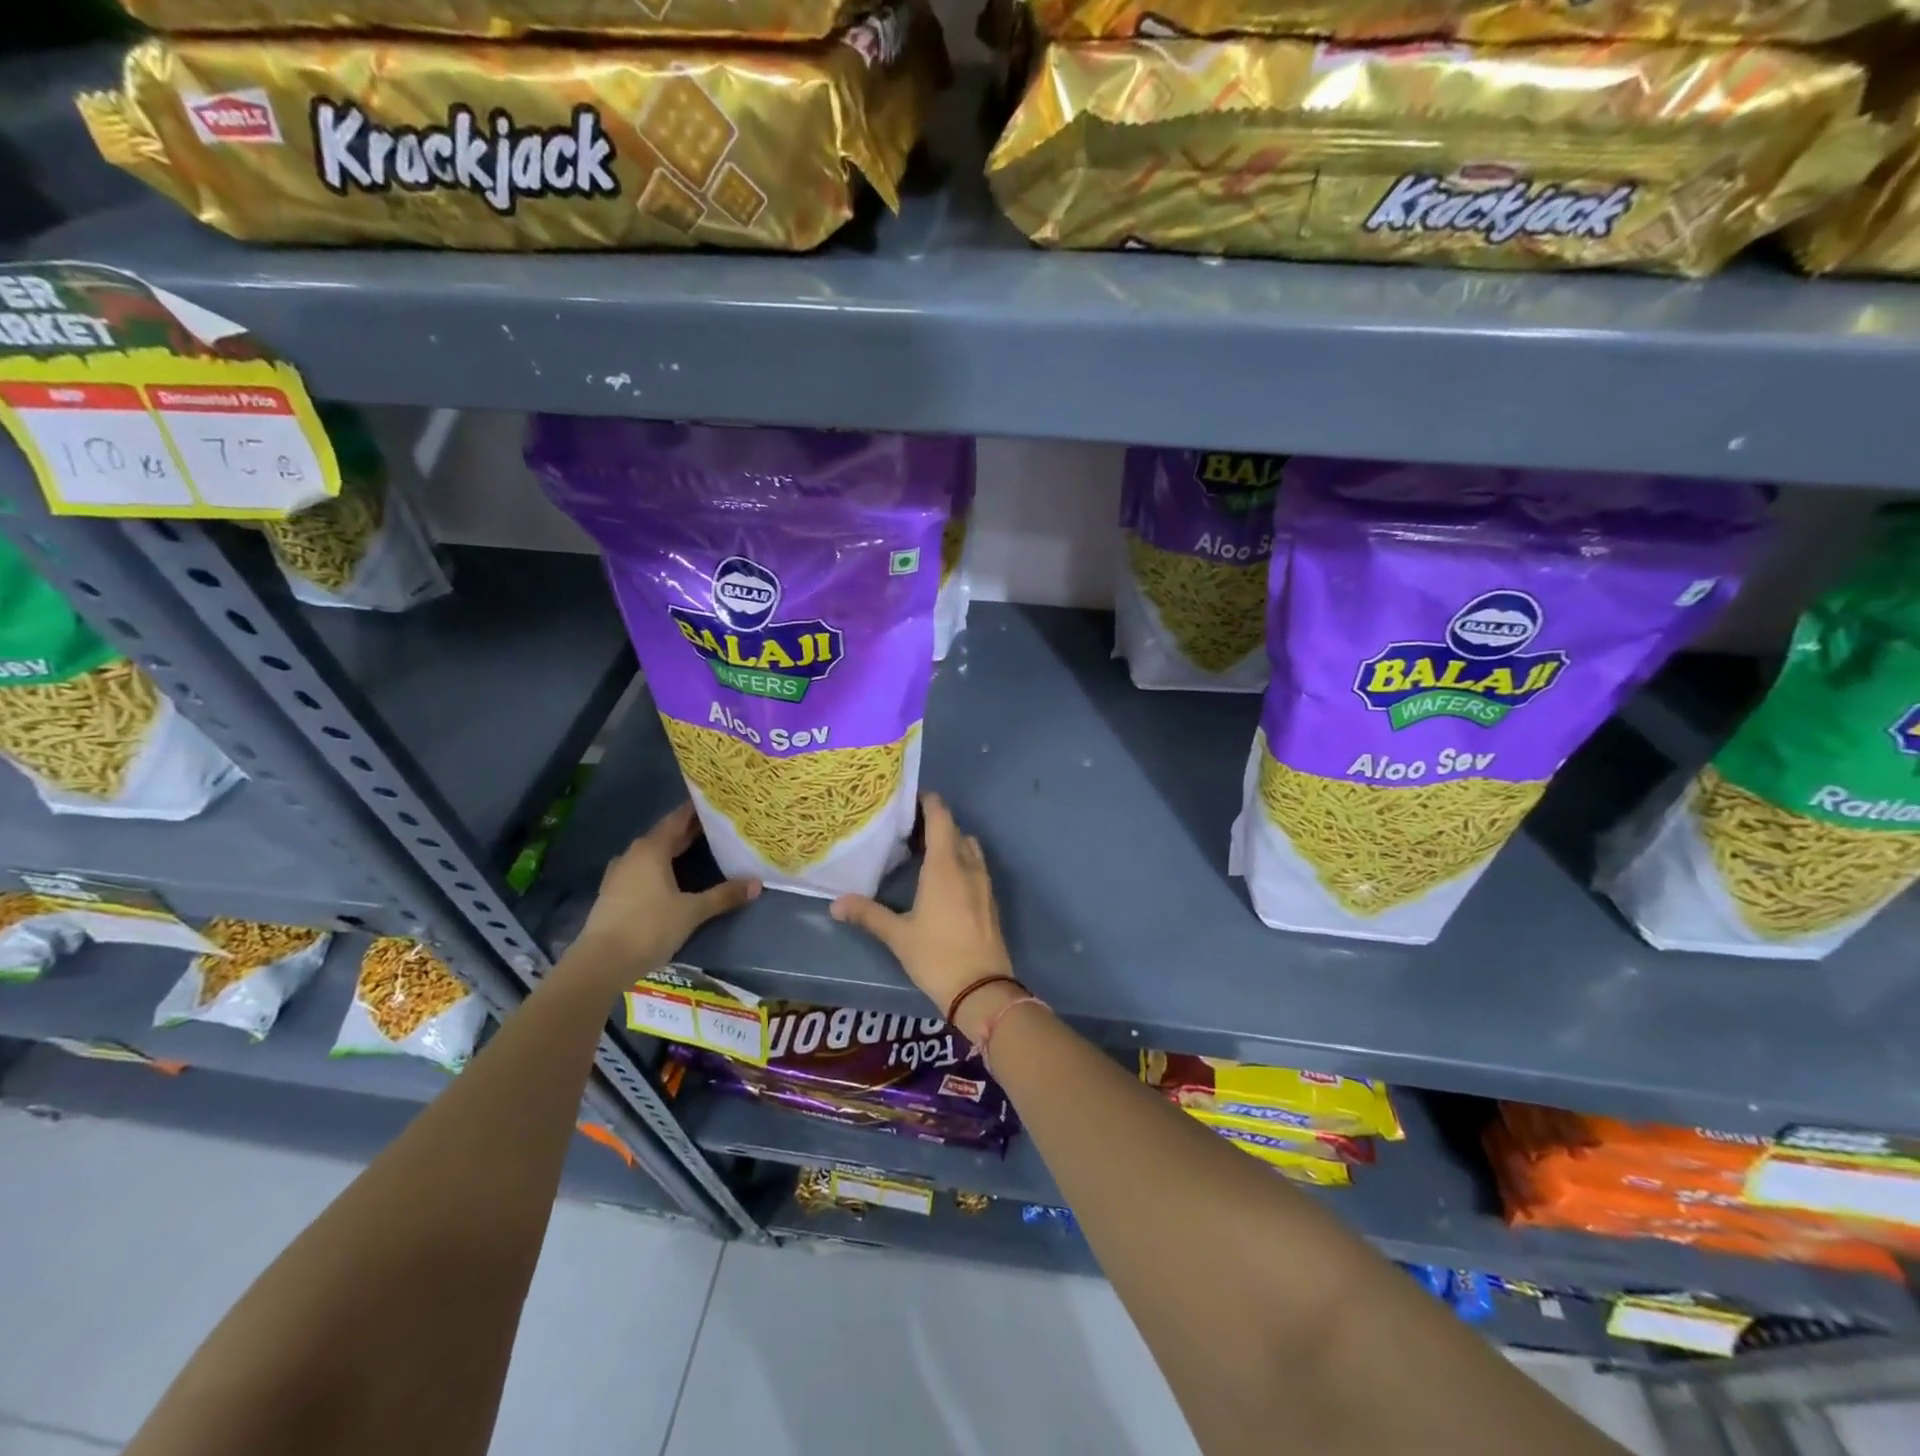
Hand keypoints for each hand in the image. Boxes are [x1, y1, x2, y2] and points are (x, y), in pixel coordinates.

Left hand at [575, 803, 758, 974]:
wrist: (601, 963)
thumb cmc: (649, 927)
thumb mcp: (692, 911)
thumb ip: (724, 895)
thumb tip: (757, 883)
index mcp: (651, 849)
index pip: (678, 819)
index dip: (697, 810)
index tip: (717, 803)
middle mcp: (633, 854)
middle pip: (665, 835)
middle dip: (689, 831)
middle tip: (717, 825)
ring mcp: (620, 874)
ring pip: (652, 853)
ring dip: (673, 849)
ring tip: (698, 849)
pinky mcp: (614, 893)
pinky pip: (642, 870)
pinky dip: (660, 867)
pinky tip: (671, 877)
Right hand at [830, 793, 1014, 1036]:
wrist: (983, 989)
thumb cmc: (938, 957)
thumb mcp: (898, 936)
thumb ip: (868, 915)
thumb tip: (835, 904)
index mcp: (945, 866)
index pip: (941, 818)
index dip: (928, 802)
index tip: (909, 798)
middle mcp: (968, 866)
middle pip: (955, 830)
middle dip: (935, 822)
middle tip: (907, 827)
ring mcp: (984, 883)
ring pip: (969, 847)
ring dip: (950, 841)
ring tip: (925, 851)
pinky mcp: (991, 899)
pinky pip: (976, 866)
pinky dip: (961, 860)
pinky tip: (943, 879)